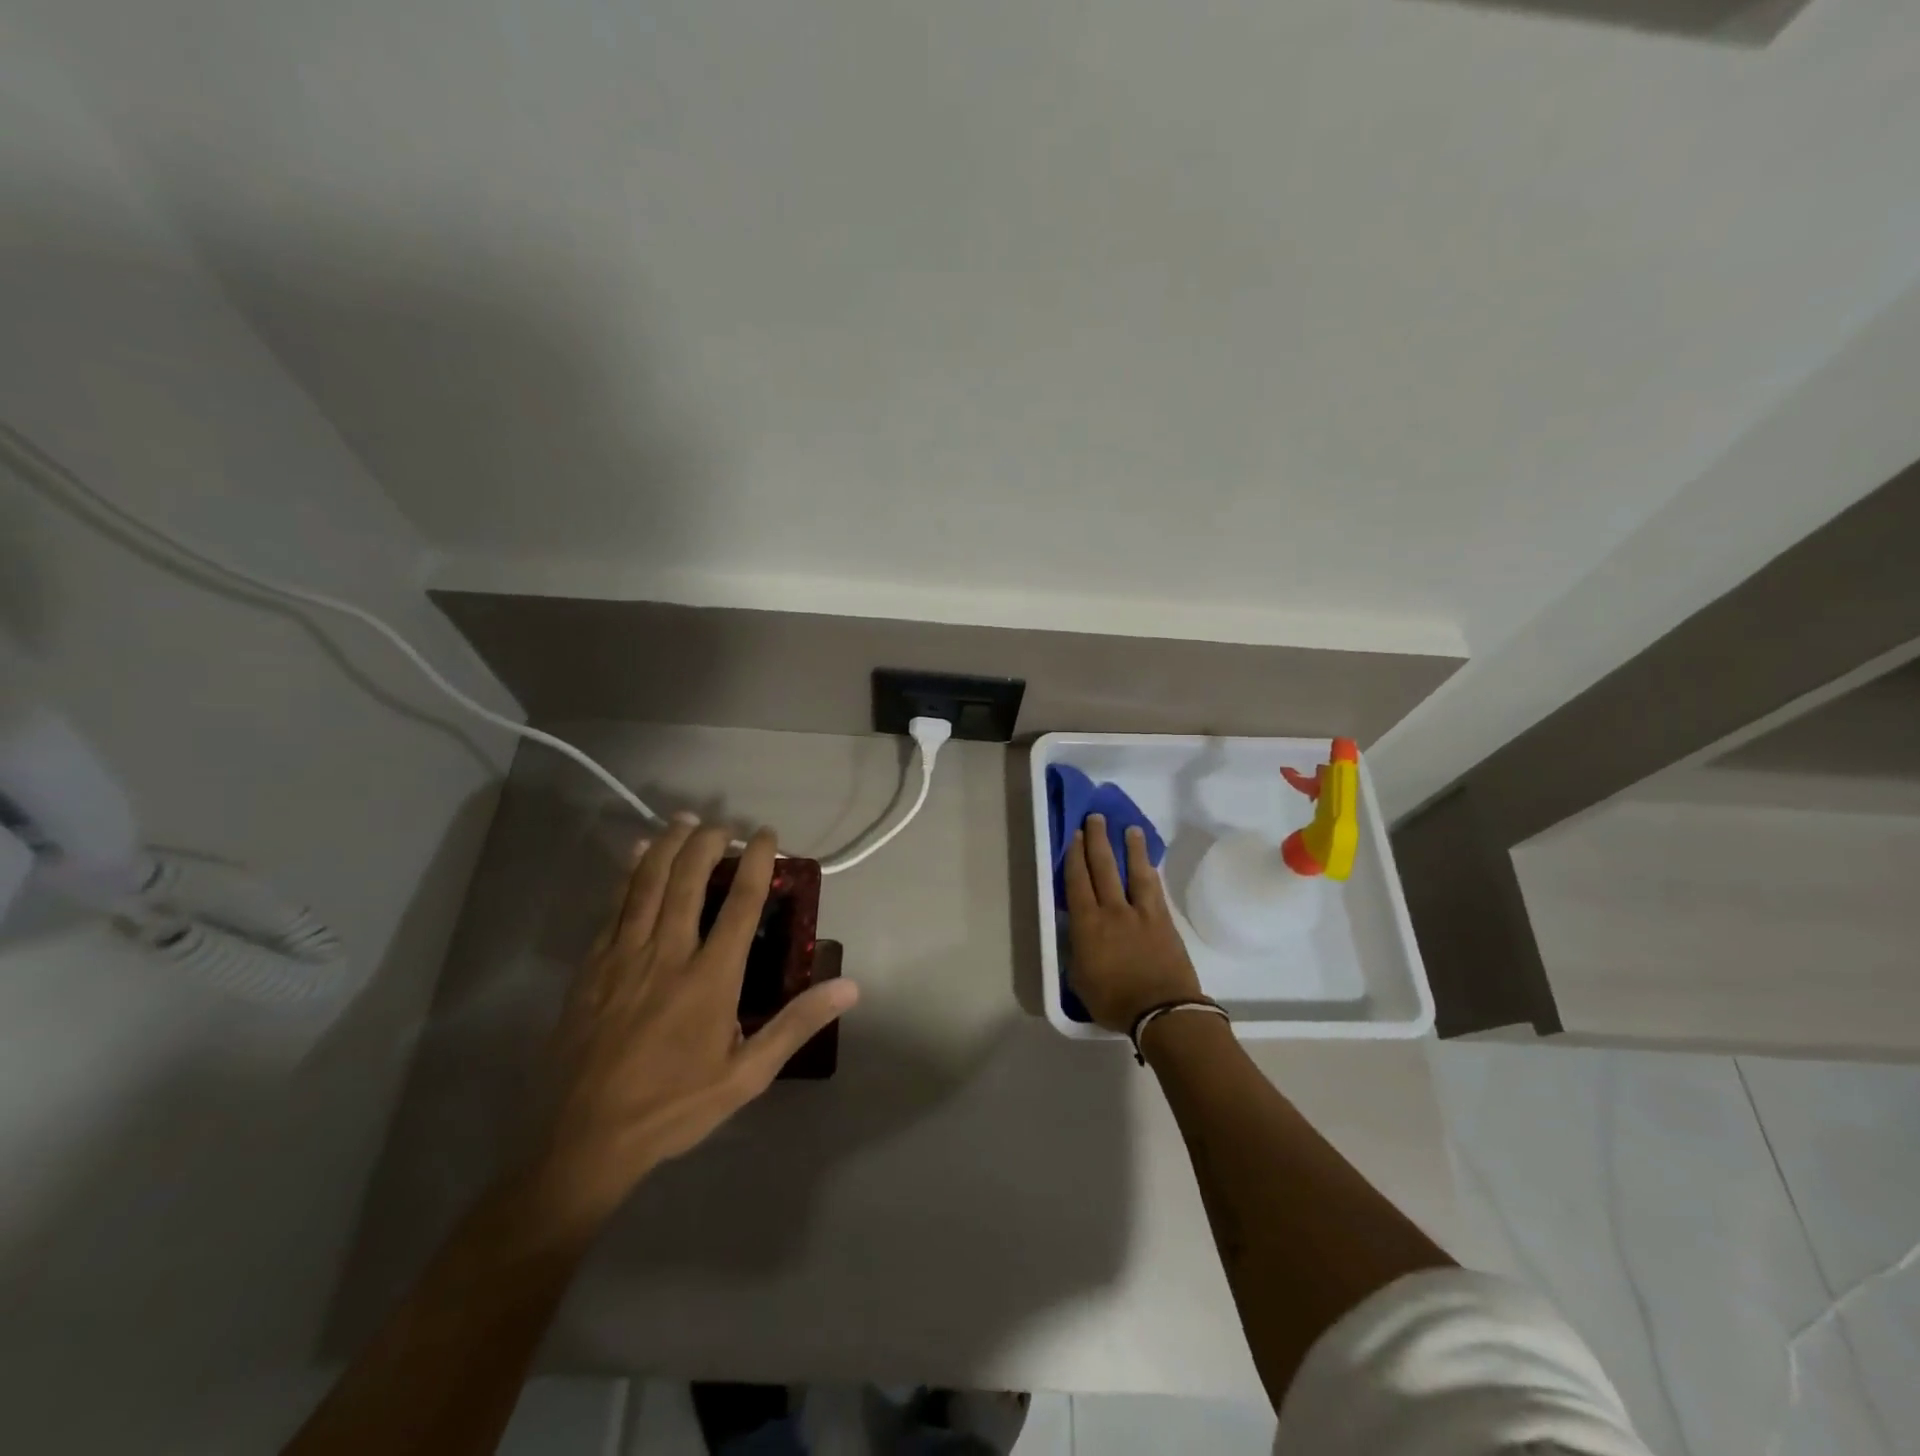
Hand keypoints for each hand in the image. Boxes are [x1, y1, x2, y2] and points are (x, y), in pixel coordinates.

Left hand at [532, 819, 858, 1227]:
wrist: (581, 1142)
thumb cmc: (672, 1108)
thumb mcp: (746, 1076)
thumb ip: (796, 1024)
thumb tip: (849, 986)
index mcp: (709, 978)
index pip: (740, 903)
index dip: (756, 862)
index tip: (766, 834)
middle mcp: (667, 954)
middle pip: (688, 881)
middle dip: (708, 843)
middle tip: (724, 823)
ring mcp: (623, 958)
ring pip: (647, 885)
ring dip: (668, 846)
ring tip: (685, 820)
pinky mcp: (591, 968)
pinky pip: (614, 907)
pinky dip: (629, 874)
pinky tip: (637, 855)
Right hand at [1062, 814, 1202, 1032]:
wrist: (1163, 1012)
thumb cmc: (1115, 1001)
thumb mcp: (1080, 981)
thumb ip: (1077, 952)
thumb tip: (1077, 935)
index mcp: (1087, 924)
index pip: (1077, 882)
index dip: (1074, 856)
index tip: (1074, 835)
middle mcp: (1113, 910)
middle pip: (1103, 867)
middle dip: (1097, 840)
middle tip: (1095, 818)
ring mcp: (1141, 912)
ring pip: (1134, 871)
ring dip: (1130, 847)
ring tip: (1129, 828)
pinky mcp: (1163, 920)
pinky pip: (1154, 887)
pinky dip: (1149, 871)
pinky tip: (1148, 862)